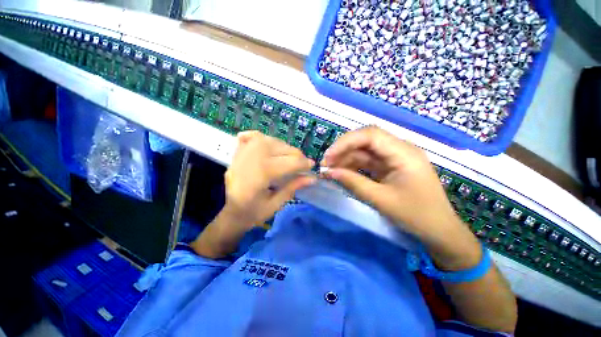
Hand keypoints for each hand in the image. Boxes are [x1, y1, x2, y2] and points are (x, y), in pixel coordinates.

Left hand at [224, 131, 315, 228]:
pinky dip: (263, 139)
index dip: (304, 164)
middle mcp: (253, 157)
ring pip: (271, 140)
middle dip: (297, 156)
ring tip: (289, 157)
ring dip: (284, 148)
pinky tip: (268, 145)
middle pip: (283, 148)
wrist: (230, 213)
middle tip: (301, 165)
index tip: (311, 167)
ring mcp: (244, 152)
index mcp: (262, 173)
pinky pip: (253, 137)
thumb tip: (311, 178)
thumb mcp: (275, 204)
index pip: (290, 162)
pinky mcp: (239, 152)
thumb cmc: (253, 213)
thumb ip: (293, 187)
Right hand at [322, 126, 480, 268]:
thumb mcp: (381, 200)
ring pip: (364, 151)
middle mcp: (399, 149)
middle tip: (326, 164)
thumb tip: (329, 172)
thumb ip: (353, 183)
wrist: (439, 232)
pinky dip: (353, 167)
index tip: (328, 157)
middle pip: (365, 140)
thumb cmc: (416, 216)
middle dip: (343, 150)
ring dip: (346, 159)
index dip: (345, 142)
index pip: (370, 135)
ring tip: (330, 170)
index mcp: (403, 153)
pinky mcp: (390, 167)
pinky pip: (367, 162)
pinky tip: (342, 173)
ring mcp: (394, 158)